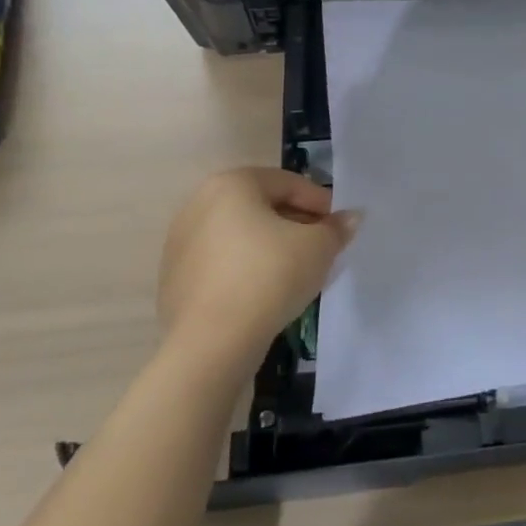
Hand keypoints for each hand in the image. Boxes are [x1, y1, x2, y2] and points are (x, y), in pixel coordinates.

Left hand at [156, 169, 358, 369]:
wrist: (213, 341)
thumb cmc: (270, 276)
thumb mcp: (318, 248)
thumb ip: (336, 228)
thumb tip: (350, 218)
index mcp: (232, 184)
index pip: (288, 183)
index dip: (321, 203)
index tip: (339, 228)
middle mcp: (199, 203)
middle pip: (262, 206)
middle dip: (295, 224)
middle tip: (322, 248)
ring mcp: (181, 242)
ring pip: (240, 236)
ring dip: (271, 247)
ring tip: (296, 272)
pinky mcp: (175, 278)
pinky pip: (222, 263)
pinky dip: (246, 269)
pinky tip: (266, 293)